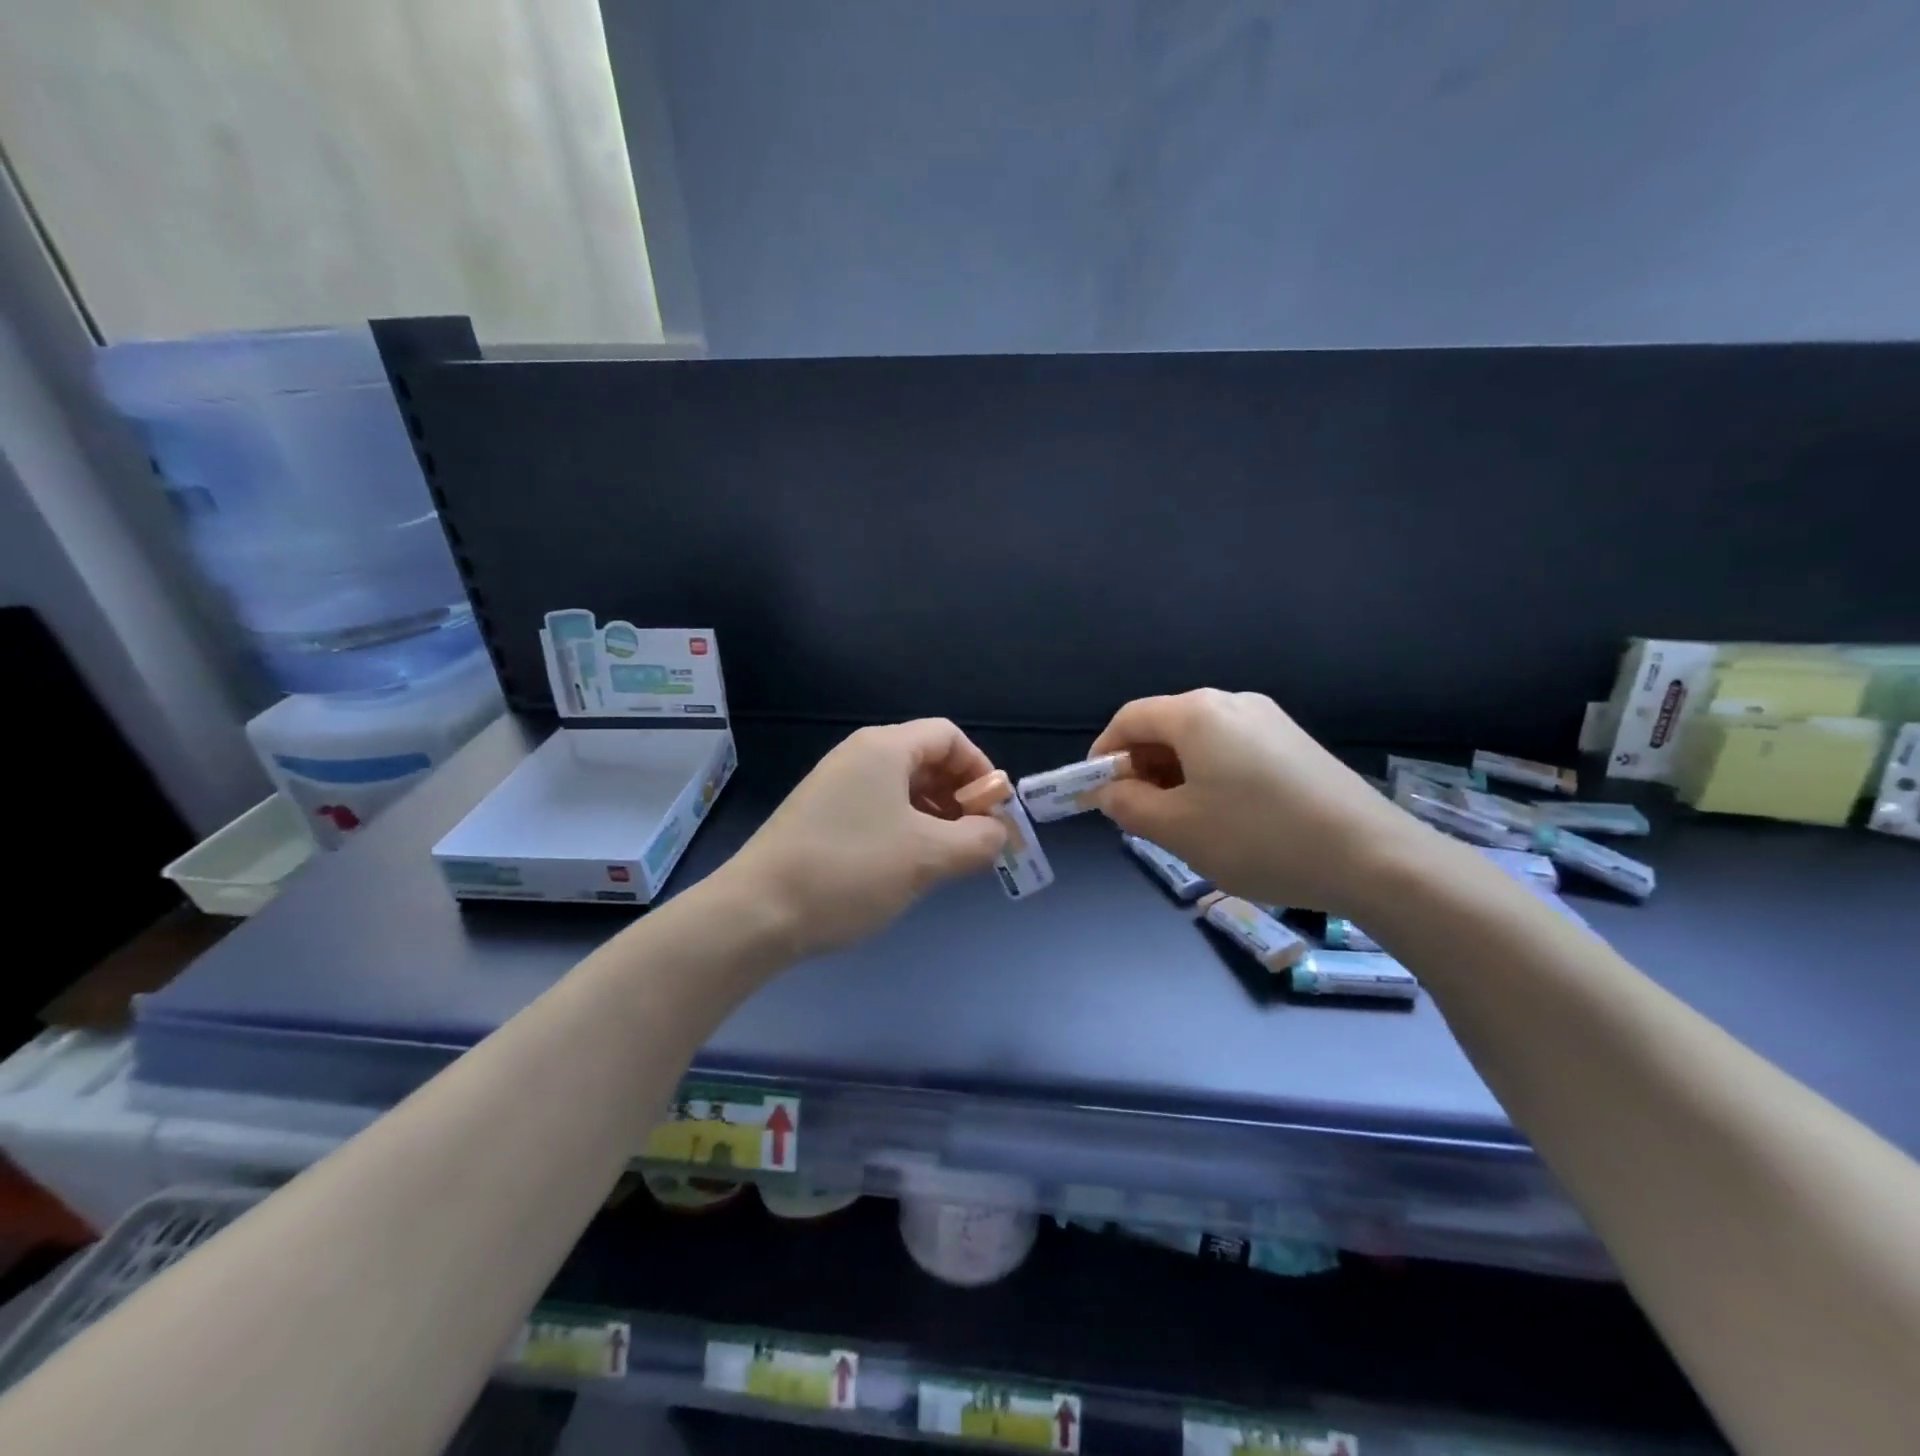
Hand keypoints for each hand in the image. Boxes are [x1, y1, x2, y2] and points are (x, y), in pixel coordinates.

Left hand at [722, 720, 1009, 957]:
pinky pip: (878, 808)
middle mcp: (858, 756)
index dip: (980, 770)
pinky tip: (909, 865)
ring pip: (902, 788)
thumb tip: (1000, 834)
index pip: (949, 737)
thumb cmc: (850, 871)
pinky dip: (905, 828)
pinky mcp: (820, 816)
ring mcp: (834, 785)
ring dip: (935, 816)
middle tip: (976, 840)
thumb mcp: (927, 857)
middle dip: (960, 796)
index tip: (994, 813)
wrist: (757, 912)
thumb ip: (977, 841)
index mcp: (884, 748)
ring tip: (947, 858)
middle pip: (926, 760)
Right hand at [1087, 689, 1422, 916]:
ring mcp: (1269, 719)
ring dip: (1174, 773)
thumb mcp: (1178, 829)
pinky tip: (1223, 814)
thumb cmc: (1258, 838)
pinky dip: (1209, 774)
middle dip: (1140, 766)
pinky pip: (1232, 749)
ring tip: (1179, 820)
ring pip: (1200, 739)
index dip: (1103, 752)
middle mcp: (1232, 702)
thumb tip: (1111, 792)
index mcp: (1196, 713)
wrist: (1372, 857)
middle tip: (1137, 814)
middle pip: (1166, 725)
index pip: (1129, 719)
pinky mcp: (1295, 742)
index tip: (1096, 792)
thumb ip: (1129, 806)